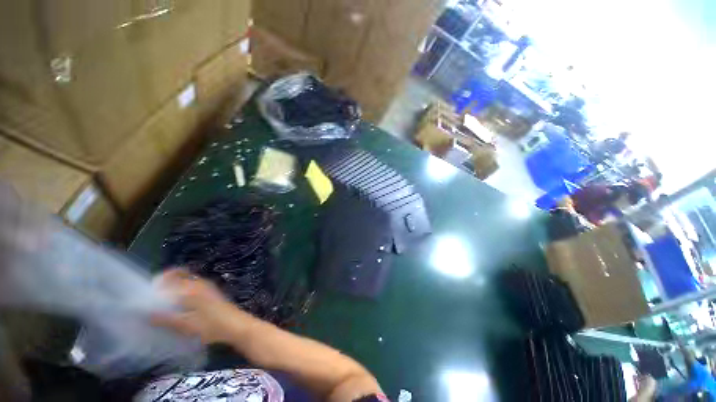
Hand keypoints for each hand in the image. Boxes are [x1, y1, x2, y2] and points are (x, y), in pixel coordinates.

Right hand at [152, 269, 249, 343]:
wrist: (236, 325)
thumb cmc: (212, 325)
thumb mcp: (186, 325)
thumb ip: (165, 319)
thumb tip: (146, 313)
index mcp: (193, 287)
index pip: (174, 274)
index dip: (160, 279)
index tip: (148, 291)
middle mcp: (201, 283)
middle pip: (180, 276)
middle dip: (166, 284)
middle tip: (154, 299)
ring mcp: (208, 287)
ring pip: (186, 282)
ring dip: (174, 289)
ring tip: (162, 305)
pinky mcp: (212, 294)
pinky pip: (193, 288)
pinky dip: (183, 293)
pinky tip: (178, 308)